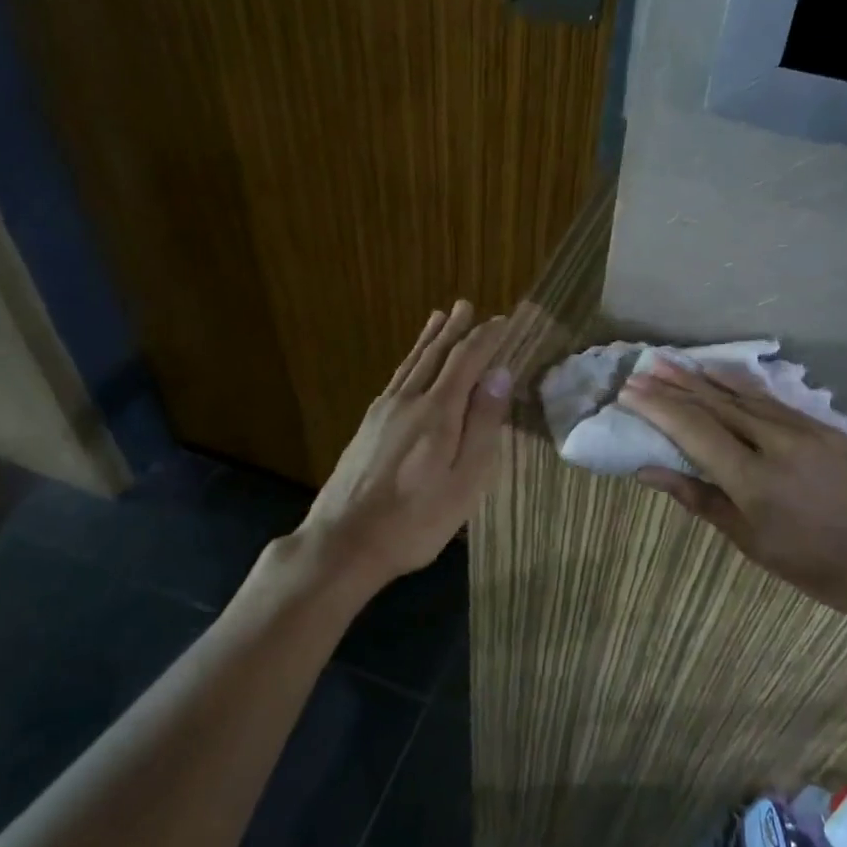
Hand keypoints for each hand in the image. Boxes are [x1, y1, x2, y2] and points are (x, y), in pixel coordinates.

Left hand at [295, 301, 512, 592]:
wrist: (343, 541)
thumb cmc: (416, 519)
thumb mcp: (465, 480)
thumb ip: (483, 424)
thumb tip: (500, 374)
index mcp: (437, 412)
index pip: (466, 360)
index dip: (486, 339)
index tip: (503, 322)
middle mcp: (408, 401)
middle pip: (435, 355)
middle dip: (454, 329)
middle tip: (466, 305)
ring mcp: (383, 412)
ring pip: (411, 364)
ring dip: (429, 339)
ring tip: (438, 317)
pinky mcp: (368, 427)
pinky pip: (396, 379)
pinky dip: (409, 361)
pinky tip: (410, 365)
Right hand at [618, 361, 846, 629]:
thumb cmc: (818, 568)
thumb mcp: (753, 543)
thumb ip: (700, 500)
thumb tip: (650, 471)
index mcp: (752, 479)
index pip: (694, 430)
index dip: (658, 408)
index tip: (628, 392)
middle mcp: (775, 442)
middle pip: (715, 404)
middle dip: (674, 384)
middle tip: (641, 368)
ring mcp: (804, 429)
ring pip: (743, 395)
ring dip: (703, 378)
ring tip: (671, 363)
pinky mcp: (824, 427)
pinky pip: (771, 400)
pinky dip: (739, 385)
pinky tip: (722, 374)